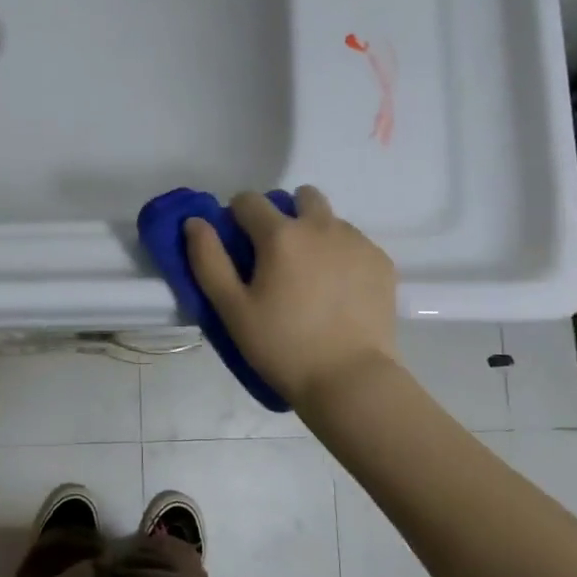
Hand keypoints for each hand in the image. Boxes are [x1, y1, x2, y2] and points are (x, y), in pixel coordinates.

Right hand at [185, 185, 398, 409]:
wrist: (350, 379)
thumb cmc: (282, 347)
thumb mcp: (232, 310)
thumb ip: (208, 260)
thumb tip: (195, 222)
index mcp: (281, 234)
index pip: (249, 200)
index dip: (237, 217)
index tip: (239, 245)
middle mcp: (322, 226)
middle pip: (300, 197)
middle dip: (284, 214)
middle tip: (278, 257)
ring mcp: (356, 241)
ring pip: (330, 220)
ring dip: (315, 234)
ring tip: (310, 279)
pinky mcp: (381, 261)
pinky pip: (354, 243)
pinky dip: (341, 256)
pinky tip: (338, 292)